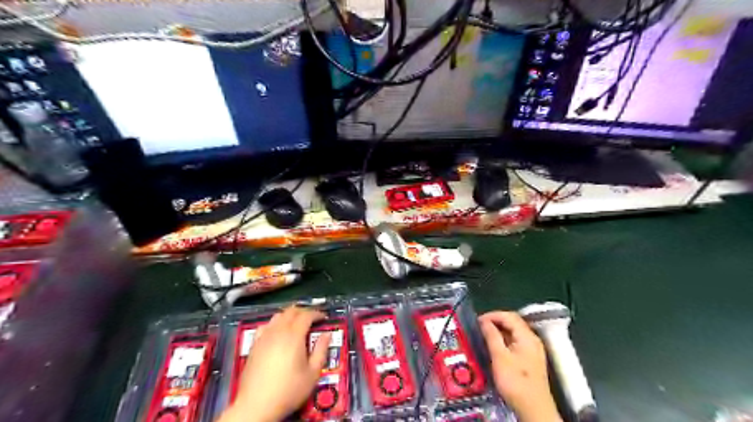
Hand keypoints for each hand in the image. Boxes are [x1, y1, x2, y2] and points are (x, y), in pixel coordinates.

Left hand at [221, 307, 330, 420]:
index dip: (317, 313)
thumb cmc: (288, 390)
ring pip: (278, 316)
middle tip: (313, 319)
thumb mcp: (312, 373)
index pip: (306, 315)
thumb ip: (321, 351)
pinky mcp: (254, 345)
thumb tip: (327, 335)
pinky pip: (266, 325)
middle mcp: (278, 331)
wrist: (256, 405)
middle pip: (291, 311)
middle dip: (304, 311)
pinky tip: (277, 332)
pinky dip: (275, 323)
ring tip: (297, 323)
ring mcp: (264, 337)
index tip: (324, 318)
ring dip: (290, 315)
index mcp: (294, 335)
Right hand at [479, 310, 560, 421]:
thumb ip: (492, 336)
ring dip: (499, 330)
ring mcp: (533, 349)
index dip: (492, 315)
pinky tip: (495, 346)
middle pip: (513, 322)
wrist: (534, 409)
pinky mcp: (530, 359)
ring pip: (514, 332)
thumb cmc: (515, 381)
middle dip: (495, 321)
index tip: (477, 321)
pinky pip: (516, 341)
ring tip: (484, 335)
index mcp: (527, 336)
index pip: (509, 316)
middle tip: (479, 326)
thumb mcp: (499, 357)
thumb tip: (484, 322)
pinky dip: (504, 339)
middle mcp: (532, 339)